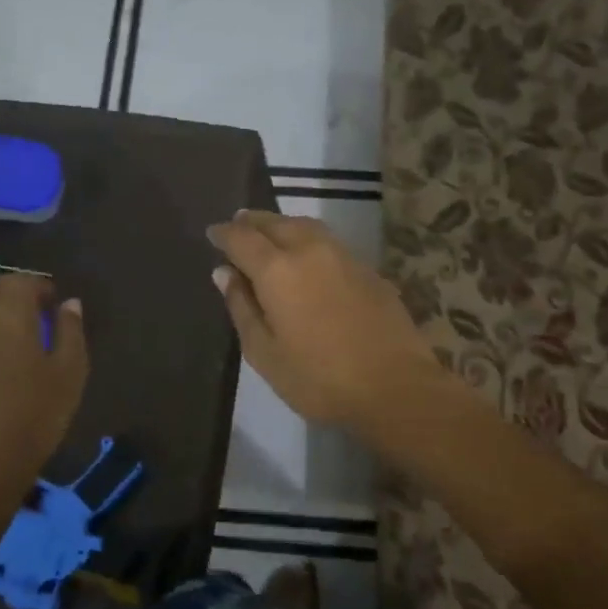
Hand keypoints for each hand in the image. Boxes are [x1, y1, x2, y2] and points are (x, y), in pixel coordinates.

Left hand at [0, 276, 87, 525]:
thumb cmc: (31, 419)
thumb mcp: (69, 375)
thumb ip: (71, 332)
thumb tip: (70, 304)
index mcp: (7, 314)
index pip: (22, 282)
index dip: (41, 287)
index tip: (55, 302)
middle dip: (13, 292)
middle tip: (36, 312)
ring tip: (15, 340)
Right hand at [207, 210, 437, 430]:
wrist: (395, 386)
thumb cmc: (319, 378)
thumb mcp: (265, 353)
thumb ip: (242, 307)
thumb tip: (224, 273)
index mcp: (277, 269)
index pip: (241, 238)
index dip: (223, 234)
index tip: (212, 234)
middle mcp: (309, 250)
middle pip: (274, 223)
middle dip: (251, 222)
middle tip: (237, 225)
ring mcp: (343, 255)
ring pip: (304, 225)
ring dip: (281, 224)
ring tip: (268, 233)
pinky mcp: (367, 268)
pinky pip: (327, 240)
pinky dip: (307, 238)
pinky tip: (306, 255)